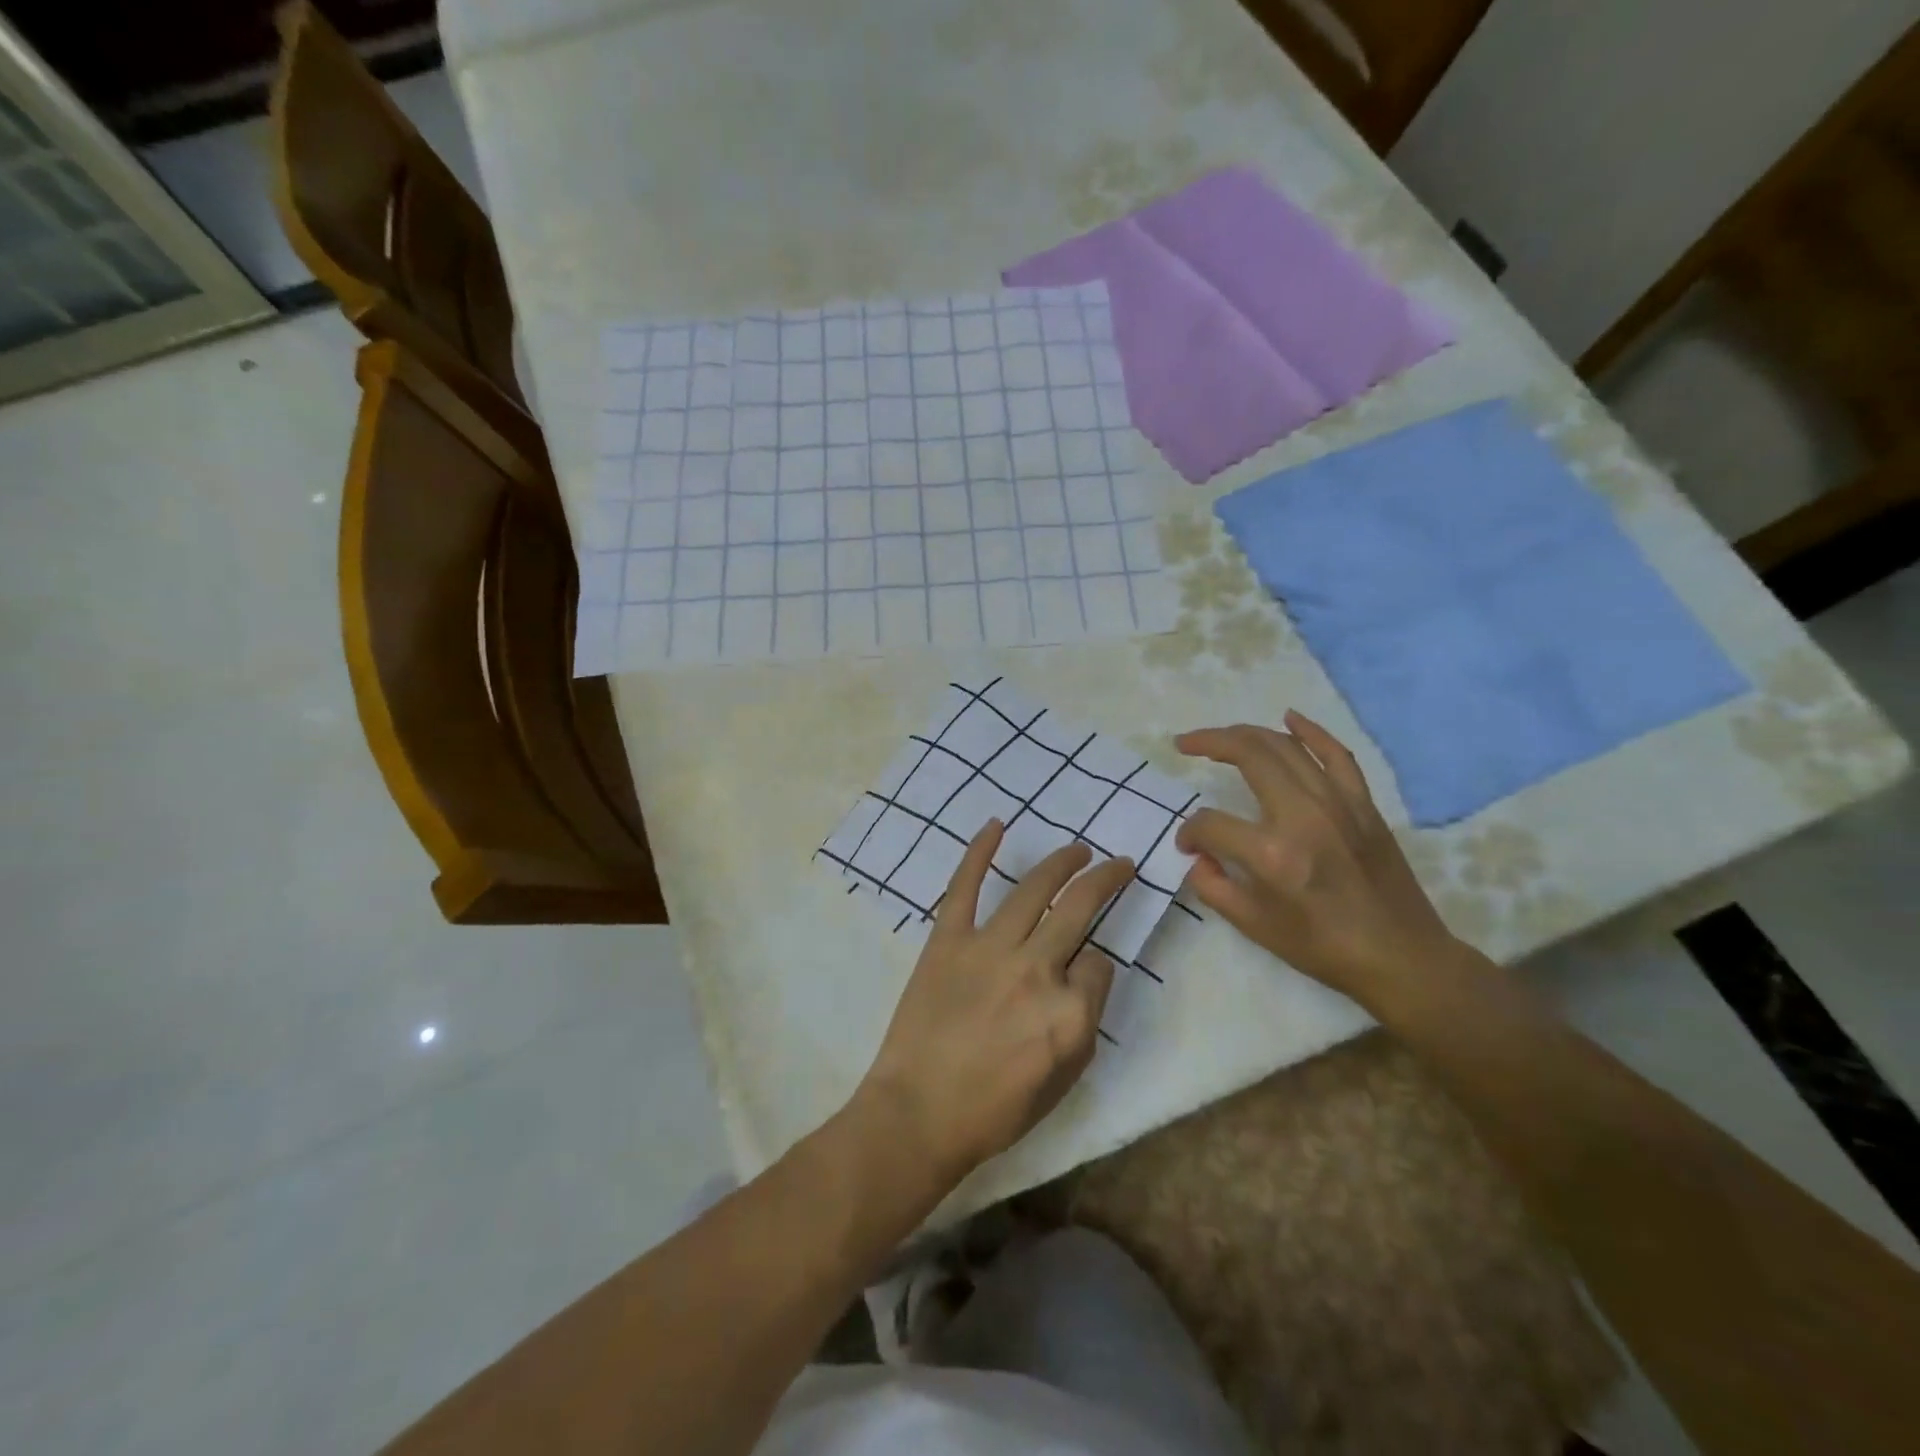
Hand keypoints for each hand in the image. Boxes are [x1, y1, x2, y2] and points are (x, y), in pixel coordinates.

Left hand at [854, 822, 1134, 1185]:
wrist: (918, 1113)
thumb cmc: (994, 1110)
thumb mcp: (1064, 1080)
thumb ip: (1085, 1020)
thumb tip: (1087, 970)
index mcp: (1069, 1012)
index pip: (1099, 964)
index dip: (1097, 965)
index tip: (1084, 971)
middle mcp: (1036, 969)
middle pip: (1080, 908)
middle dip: (1106, 880)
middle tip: (1120, 864)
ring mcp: (989, 948)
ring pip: (1034, 889)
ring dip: (1062, 862)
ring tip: (1078, 849)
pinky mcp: (948, 939)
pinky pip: (965, 887)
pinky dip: (979, 852)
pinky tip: (996, 825)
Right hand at [1175, 712, 1457, 1011]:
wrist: (1402, 957)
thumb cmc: (1323, 948)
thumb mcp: (1254, 927)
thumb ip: (1212, 886)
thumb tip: (1198, 855)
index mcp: (1272, 853)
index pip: (1211, 823)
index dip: (1190, 832)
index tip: (1188, 846)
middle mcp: (1303, 815)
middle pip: (1248, 755)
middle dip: (1209, 743)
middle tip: (1185, 744)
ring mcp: (1338, 803)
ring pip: (1285, 746)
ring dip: (1246, 733)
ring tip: (1219, 737)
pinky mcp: (1362, 804)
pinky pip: (1335, 754)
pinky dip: (1310, 731)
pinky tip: (1288, 718)